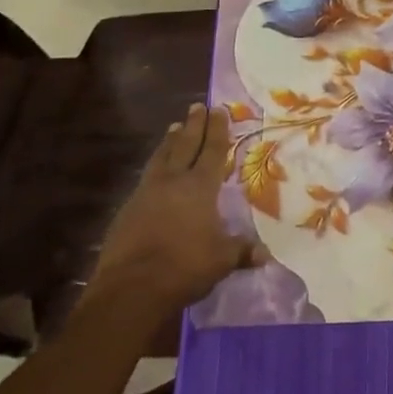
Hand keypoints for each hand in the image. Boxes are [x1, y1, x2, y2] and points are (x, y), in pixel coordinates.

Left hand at [89, 104, 263, 312]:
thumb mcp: (222, 260)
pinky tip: (154, 172)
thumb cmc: (185, 267)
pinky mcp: (127, 211)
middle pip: (185, 145)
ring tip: (174, 127)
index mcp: (200, 187)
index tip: (219, 109)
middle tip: (197, 106)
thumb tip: (265, 255)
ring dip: (169, 142)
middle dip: (193, 125)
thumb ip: (242, 251)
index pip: (212, 151)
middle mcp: (173, 182)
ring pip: (161, 158)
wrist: (131, 288)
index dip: (217, 130)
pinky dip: (154, 167)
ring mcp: (146, 194)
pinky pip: (145, 179)